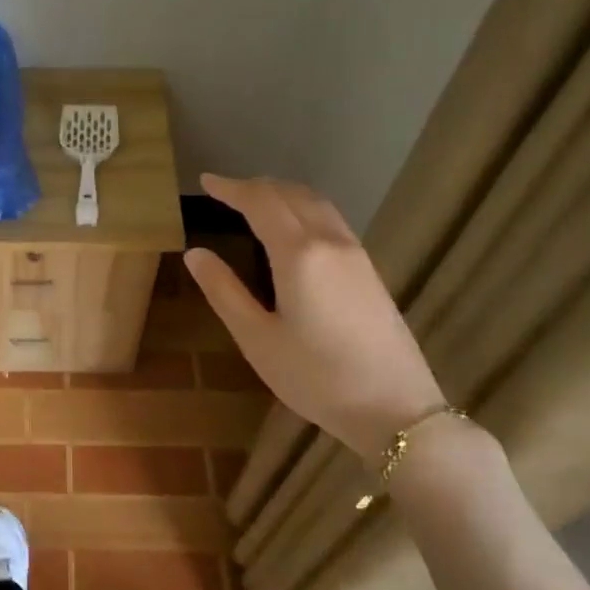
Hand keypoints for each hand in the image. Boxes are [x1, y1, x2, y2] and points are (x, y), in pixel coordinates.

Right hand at [183, 174, 444, 463]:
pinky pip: (332, 221)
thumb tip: (194, 253)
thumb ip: (224, 291)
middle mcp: (330, 243)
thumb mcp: (257, 338)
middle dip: (257, 187)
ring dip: (284, 194)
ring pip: (317, 205)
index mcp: (299, 254)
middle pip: (292, 195)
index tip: (206, 181)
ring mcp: (356, 255)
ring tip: (257, 202)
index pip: (261, 203)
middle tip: (226, 191)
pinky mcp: (369, 272)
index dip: (231, 188)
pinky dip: (304, 210)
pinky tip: (295, 229)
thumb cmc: (315, 376)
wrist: (395, 408)